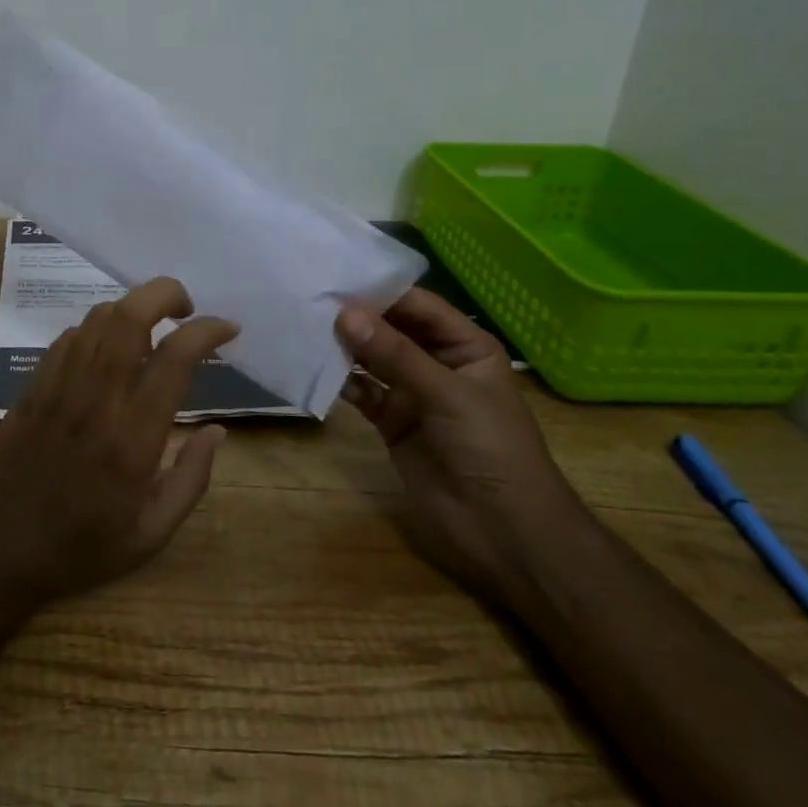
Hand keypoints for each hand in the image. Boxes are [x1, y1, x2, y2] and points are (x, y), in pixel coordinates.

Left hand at [0, 278, 238, 614]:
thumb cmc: (79, 550)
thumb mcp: (150, 535)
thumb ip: (191, 479)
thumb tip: (218, 431)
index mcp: (132, 438)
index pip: (174, 358)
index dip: (207, 330)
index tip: (227, 329)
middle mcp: (95, 399)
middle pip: (129, 316)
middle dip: (165, 294)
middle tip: (186, 308)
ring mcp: (57, 387)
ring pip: (97, 318)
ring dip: (132, 309)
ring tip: (152, 331)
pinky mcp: (32, 387)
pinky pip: (68, 338)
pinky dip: (97, 330)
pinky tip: (108, 353)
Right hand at [337, 290, 587, 604]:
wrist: (503, 530)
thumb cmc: (491, 449)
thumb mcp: (447, 394)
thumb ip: (395, 354)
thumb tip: (345, 313)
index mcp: (464, 346)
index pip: (417, 306)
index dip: (380, 292)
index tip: (335, 276)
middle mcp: (436, 362)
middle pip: (391, 329)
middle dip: (356, 317)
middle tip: (309, 297)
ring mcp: (411, 393)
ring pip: (372, 359)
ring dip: (344, 346)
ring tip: (304, 325)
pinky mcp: (390, 421)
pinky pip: (362, 391)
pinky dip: (340, 380)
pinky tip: (314, 367)